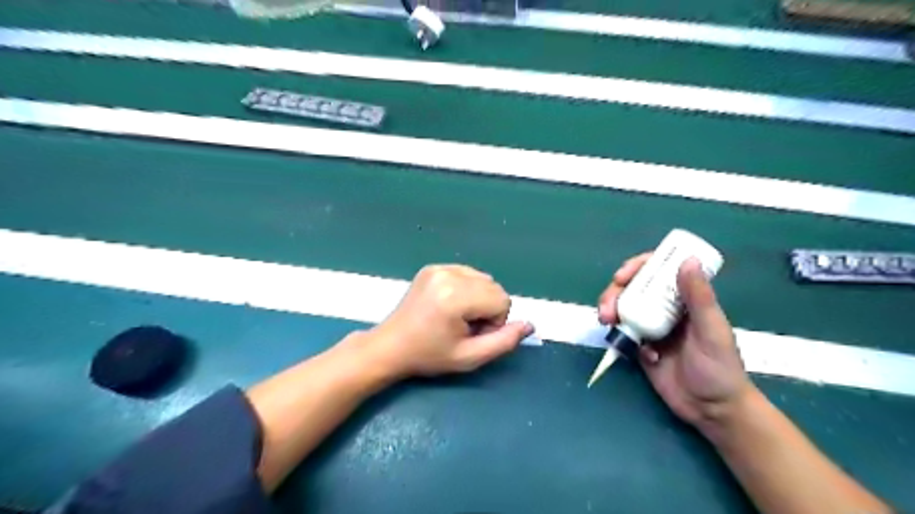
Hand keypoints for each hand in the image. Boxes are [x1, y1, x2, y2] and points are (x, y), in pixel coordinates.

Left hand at [364, 267, 532, 378]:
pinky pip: (467, 273)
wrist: (390, 346)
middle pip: (494, 287)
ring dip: (479, 298)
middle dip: (488, 309)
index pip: (502, 300)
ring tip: (456, 317)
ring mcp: (439, 268)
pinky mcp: (432, 267)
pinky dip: (467, 289)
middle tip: (464, 328)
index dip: (495, 322)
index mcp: (456, 296)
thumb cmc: (429, 356)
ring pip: (483, 279)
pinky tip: (449, 304)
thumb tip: (530, 324)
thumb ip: (504, 342)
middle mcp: (448, 274)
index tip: (472, 335)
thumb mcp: (469, 357)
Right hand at [598, 253, 753, 428]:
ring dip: (610, 310)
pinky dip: (620, 337)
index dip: (637, 267)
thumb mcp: (711, 330)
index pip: (657, 272)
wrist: (712, 410)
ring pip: (623, 308)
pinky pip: (623, 334)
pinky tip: (635, 353)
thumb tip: (688, 259)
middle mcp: (665, 308)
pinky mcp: (640, 347)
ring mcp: (650, 327)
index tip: (622, 275)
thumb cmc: (720, 368)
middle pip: (632, 288)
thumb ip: (699, 297)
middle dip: (614, 293)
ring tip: (606, 322)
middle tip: (607, 307)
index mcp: (684, 299)